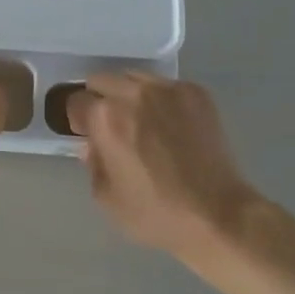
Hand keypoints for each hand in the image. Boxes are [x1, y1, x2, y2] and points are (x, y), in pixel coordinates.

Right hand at [66, 73, 260, 254]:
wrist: (218, 215)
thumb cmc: (156, 213)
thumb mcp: (106, 197)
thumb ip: (92, 163)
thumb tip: (92, 144)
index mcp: (106, 117)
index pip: (76, 101)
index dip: (79, 120)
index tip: (88, 135)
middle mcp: (133, 93)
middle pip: (101, 80)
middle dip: (100, 101)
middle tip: (113, 127)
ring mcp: (167, 89)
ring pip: (133, 78)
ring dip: (129, 95)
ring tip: (144, 122)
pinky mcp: (195, 93)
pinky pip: (165, 86)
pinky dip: (160, 100)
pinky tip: (171, 125)